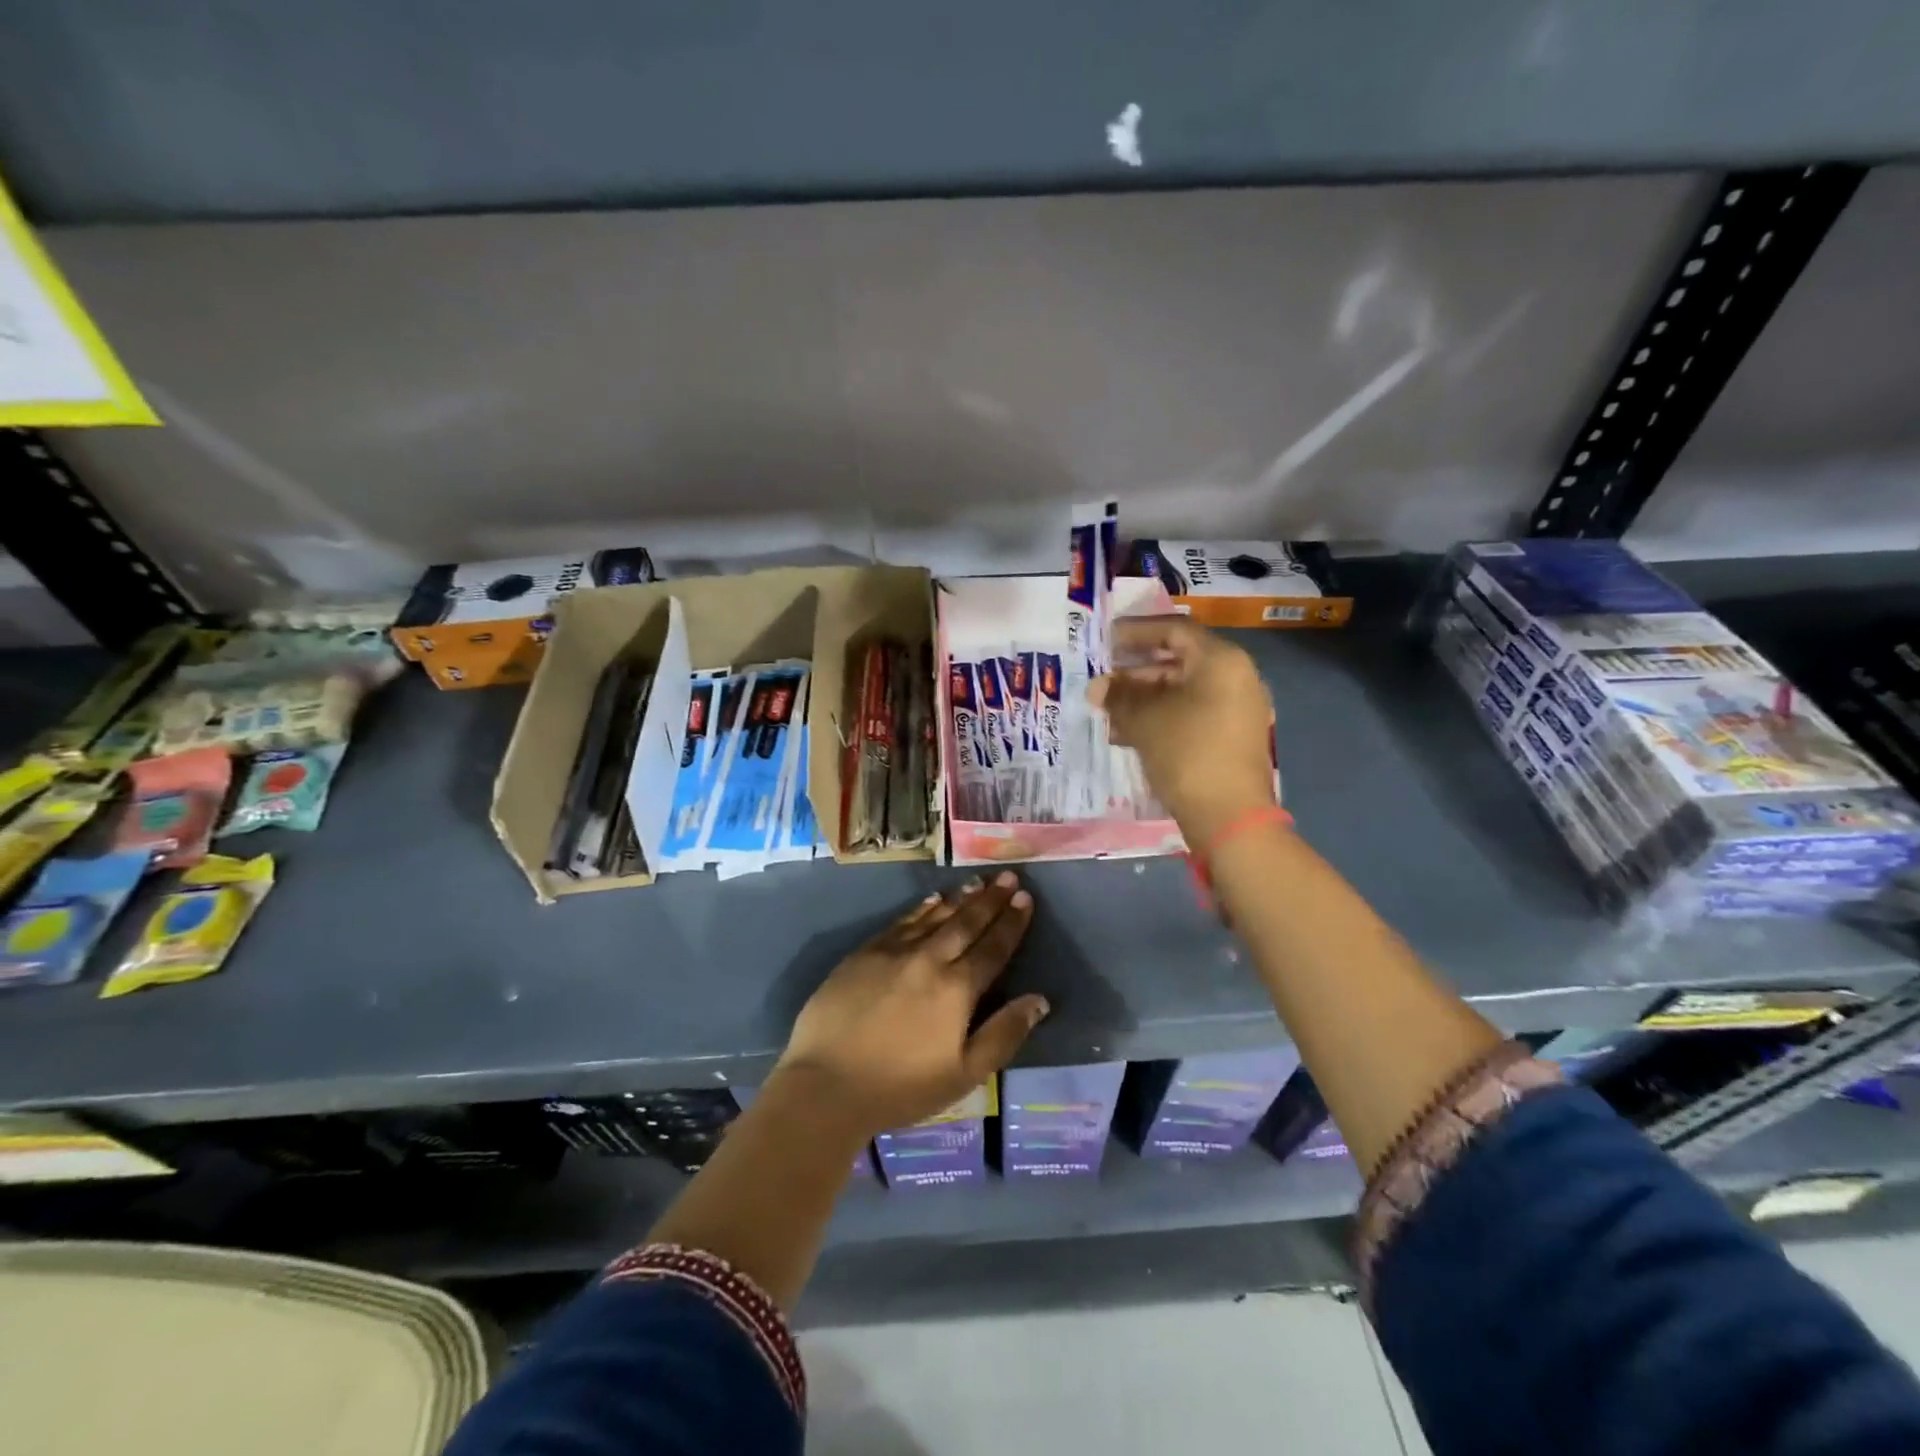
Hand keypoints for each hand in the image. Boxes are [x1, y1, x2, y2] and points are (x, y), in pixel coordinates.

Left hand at [774, 873, 1047, 1138]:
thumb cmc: (900, 1087)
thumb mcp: (964, 1074)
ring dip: (960, 898)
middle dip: (991, 899)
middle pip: (966, 923)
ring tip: (979, 881)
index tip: (1025, 899)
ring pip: (935, 916)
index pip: (993, 948)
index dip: (1011, 923)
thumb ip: (1003, 1034)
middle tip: (1009, 877)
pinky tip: (933, 898)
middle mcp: (929, 959)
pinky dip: (922, 907)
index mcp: (957, 989)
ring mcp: (893, 952)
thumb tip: (1039, 1000)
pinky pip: (902, 921)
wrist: (826, 1084)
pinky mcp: (864, 952)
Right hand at [1090, 616, 1275, 843]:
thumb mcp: (1144, 720)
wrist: (1229, 816)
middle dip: (1136, 671)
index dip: (1136, 632)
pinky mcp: (1232, 736)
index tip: (1106, 639)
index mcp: (1220, 661)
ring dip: (1144, 697)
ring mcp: (1238, 708)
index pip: (1174, 630)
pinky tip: (1129, 734)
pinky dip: (1162, 716)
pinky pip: (1192, 713)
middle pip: (1179, 661)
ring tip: (1109, 711)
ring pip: (1183, 691)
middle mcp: (1236, 677)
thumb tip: (1097, 687)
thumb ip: (1118, 696)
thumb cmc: (1186, 753)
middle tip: (1104, 679)